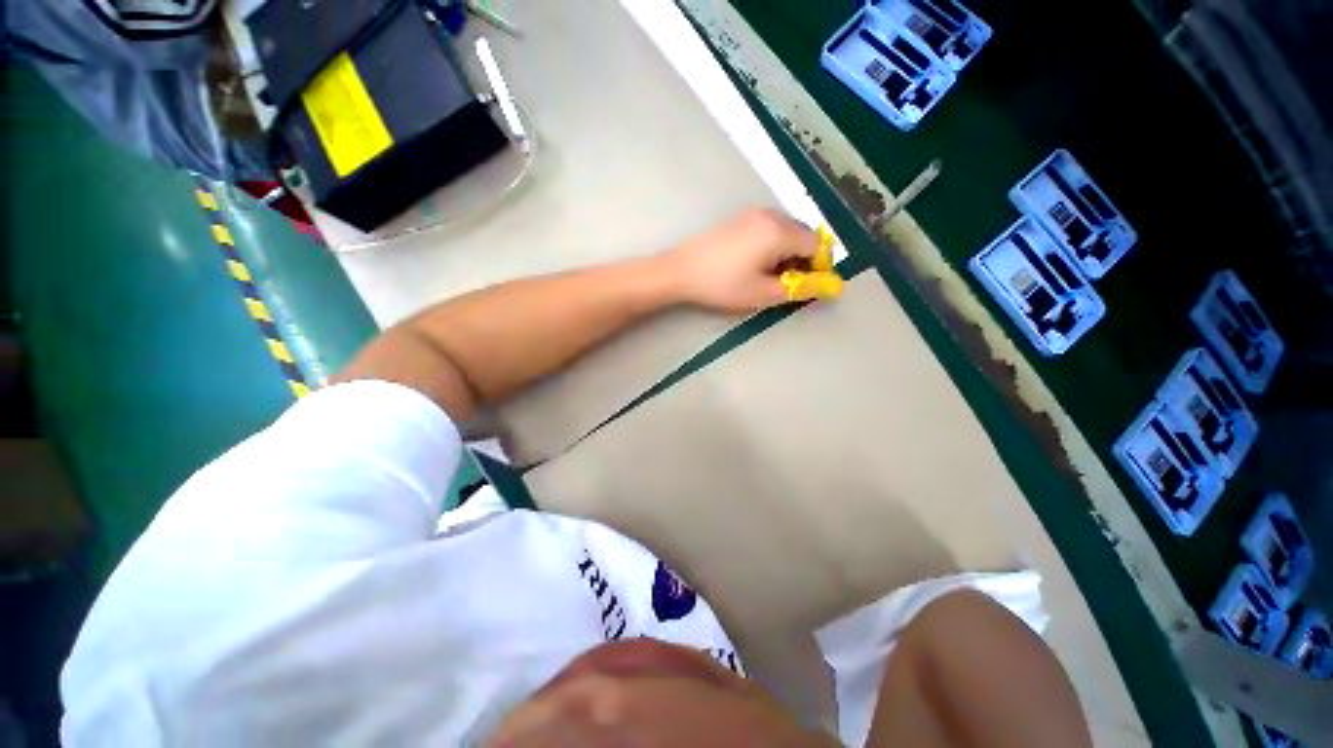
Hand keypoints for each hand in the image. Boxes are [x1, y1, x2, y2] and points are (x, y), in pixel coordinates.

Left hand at [661, 209, 826, 312]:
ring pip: (786, 230)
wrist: (681, 270)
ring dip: (787, 251)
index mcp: (780, 231)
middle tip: (785, 281)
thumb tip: (824, 286)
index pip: (817, 244)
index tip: (803, 285)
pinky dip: (773, 244)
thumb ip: (797, 288)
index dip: (817, 266)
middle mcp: (771, 215)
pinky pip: (769, 228)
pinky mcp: (740, 217)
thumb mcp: (762, 294)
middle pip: (803, 234)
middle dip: (803, 258)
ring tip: (768, 274)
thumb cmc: (723, 284)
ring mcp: (753, 213)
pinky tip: (754, 262)